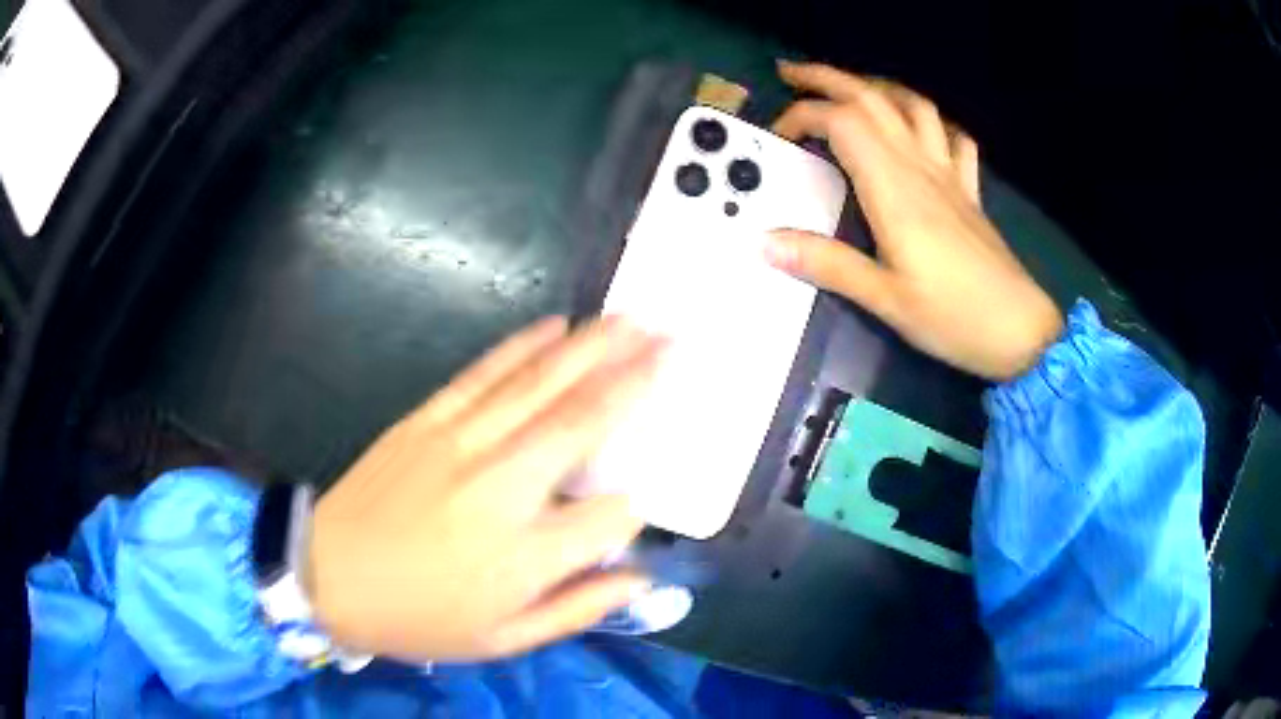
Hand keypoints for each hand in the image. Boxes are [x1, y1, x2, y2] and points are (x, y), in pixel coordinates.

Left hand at [307, 317, 665, 661]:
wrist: (328, 575)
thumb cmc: (419, 617)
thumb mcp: (503, 640)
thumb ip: (578, 609)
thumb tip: (640, 578)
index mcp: (524, 557)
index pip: (610, 517)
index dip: (635, 506)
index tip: (639, 501)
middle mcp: (501, 490)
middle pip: (582, 421)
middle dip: (635, 377)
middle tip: (673, 340)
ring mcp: (460, 444)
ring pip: (539, 385)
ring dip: (590, 347)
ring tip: (631, 319)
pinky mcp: (427, 420)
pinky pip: (484, 374)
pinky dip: (523, 346)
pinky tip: (556, 326)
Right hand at [766, 61, 1062, 380]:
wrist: (1019, 330)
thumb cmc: (953, 317)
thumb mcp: (884, 299)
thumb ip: (826, 265)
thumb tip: (764, 243)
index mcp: (894, 188)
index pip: (842, 122)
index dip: (804, 115)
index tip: (778, 135)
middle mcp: (920, 168)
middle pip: (873, 98)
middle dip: (827, 77)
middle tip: (791, 73)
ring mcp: (949, 175)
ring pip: (914, 106)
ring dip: (877, 87)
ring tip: (851, 90)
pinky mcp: (969, 191)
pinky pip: (955, 139)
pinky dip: (934, 123)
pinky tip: (921, 130)